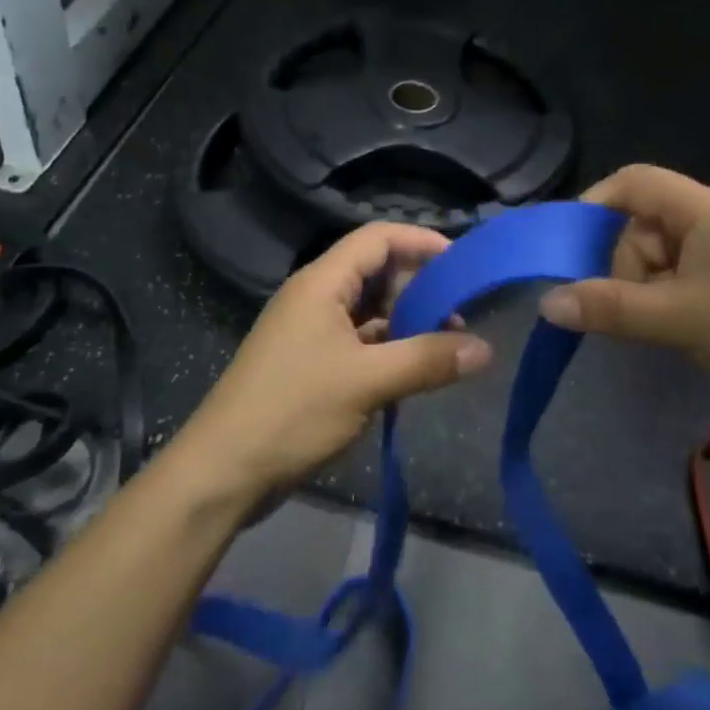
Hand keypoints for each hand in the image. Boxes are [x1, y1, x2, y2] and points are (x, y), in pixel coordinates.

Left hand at [176, 221, 492, 502]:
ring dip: (407, 321)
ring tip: (448, 344)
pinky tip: (416, 370)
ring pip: (368, 310)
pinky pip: (358, 341)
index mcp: (322, 283)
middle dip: (420, 286)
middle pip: (375, 272)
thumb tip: (485, 349)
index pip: (377, 239)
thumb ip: (427, 360)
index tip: (462, 262)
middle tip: (462, 311)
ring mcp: (311, 331)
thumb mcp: (367, 382)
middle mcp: (315, 297)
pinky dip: (389, 348)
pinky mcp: (310, 363)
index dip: (420, 241)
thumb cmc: (293, 411)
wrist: (223, 471)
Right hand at [537, 164, 709, 414]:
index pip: (633, 181)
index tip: (568, 249)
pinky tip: (683, 334)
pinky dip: (672, 304)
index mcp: (703, 209)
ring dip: (648, 291)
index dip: (594, 204)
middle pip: (644, 225)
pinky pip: (688, 281)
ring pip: (664, 259)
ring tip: (664, 331)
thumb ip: (608, 308)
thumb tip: (546, 303)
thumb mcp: (677, 319)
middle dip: (624, 266)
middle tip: (630, 311)